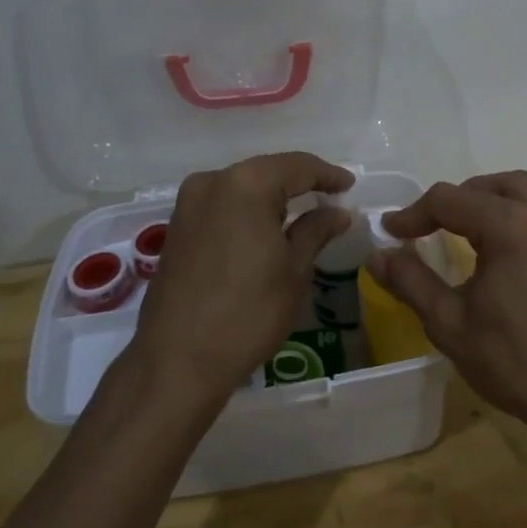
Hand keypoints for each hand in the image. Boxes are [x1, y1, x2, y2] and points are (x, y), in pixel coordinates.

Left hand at [124, 152, 353, 406]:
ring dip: (273, 195)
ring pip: (243, 186)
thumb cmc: (247, 313)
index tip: (350, 185)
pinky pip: (223, 204)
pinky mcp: (177, 227)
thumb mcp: (294, 270)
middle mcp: (213, 181)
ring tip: (303, 212)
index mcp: (247, 184)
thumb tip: (337, 212)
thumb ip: (316, 230)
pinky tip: (266, 227)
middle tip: (330, 197)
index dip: (327, 174)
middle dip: (299, 182)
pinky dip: (248, 209)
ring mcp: (189, 203)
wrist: (177, 362)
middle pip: (267, 171)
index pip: (298, 166)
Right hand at [371, 171, 526, 433]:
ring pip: (521, 192)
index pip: (449, 200)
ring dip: (486, 200)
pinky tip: (499, 252)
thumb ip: (410, 281)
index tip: (390, 233)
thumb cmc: (513, 359)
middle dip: (453, 199)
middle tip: (428, 226)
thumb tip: (377, 255)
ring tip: (462, 230)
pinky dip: (512, 216)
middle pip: (489, 185)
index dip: (413, 213)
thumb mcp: (449, 323)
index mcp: (508, 226)